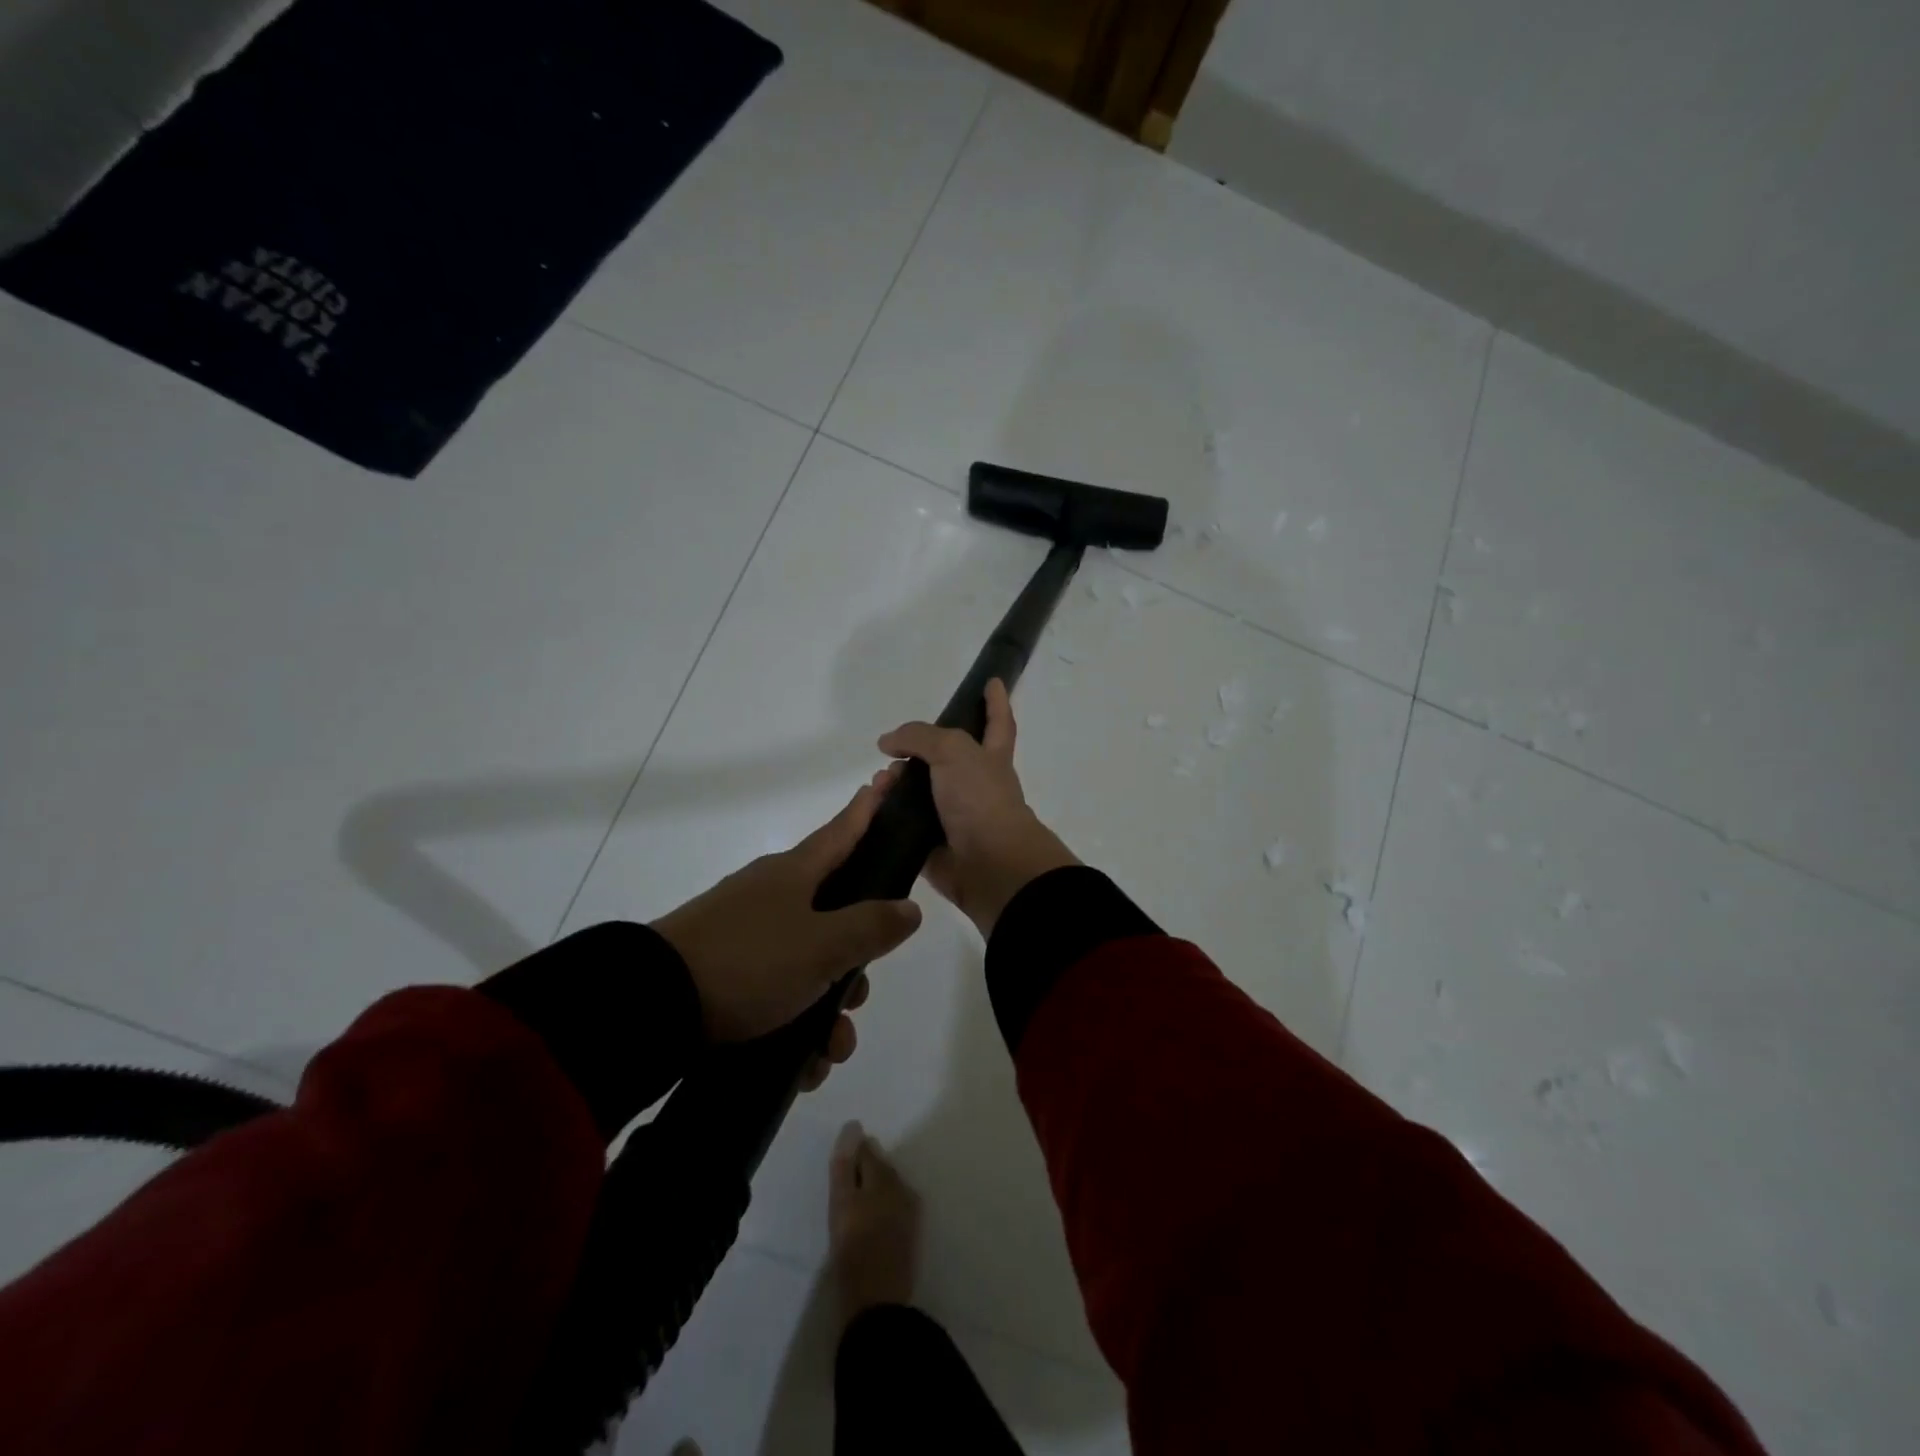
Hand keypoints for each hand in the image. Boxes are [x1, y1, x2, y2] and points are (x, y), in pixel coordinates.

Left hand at [652, 783, 922, 1087]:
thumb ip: (871, 927)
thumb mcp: (821, 946)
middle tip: (858, 996)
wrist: (653, 1005)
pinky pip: (777, 991)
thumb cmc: (750, 961)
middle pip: (834, 913)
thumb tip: (909, 908)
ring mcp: (746, 933)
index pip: (843, 831)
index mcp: (795, 873)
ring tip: (828, 1050)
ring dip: (827, 1008)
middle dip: (855, 960)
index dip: (869, 808)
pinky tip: (802, 1062)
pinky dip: (795, 1024)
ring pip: (809, 962)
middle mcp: (772, 895)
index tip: (885, 778)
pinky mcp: (725, 971)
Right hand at [876, 679, 1076, 936]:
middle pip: (945, 759)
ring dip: (895, 783)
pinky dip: (886, 815)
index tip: (992, 681)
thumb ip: (920, 737)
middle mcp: (974, 785)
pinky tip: (870, 807)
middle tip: (891, 749)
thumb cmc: (980, 799)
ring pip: (918, 792)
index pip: (997, 722)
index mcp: (990, 758)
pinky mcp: (932, 845)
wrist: (989, 865)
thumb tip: (888, 744)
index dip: (995, 701)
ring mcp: (953, 816)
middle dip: (917, 751)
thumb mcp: (954, 750)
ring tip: (879, 782)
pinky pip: (904, 824)